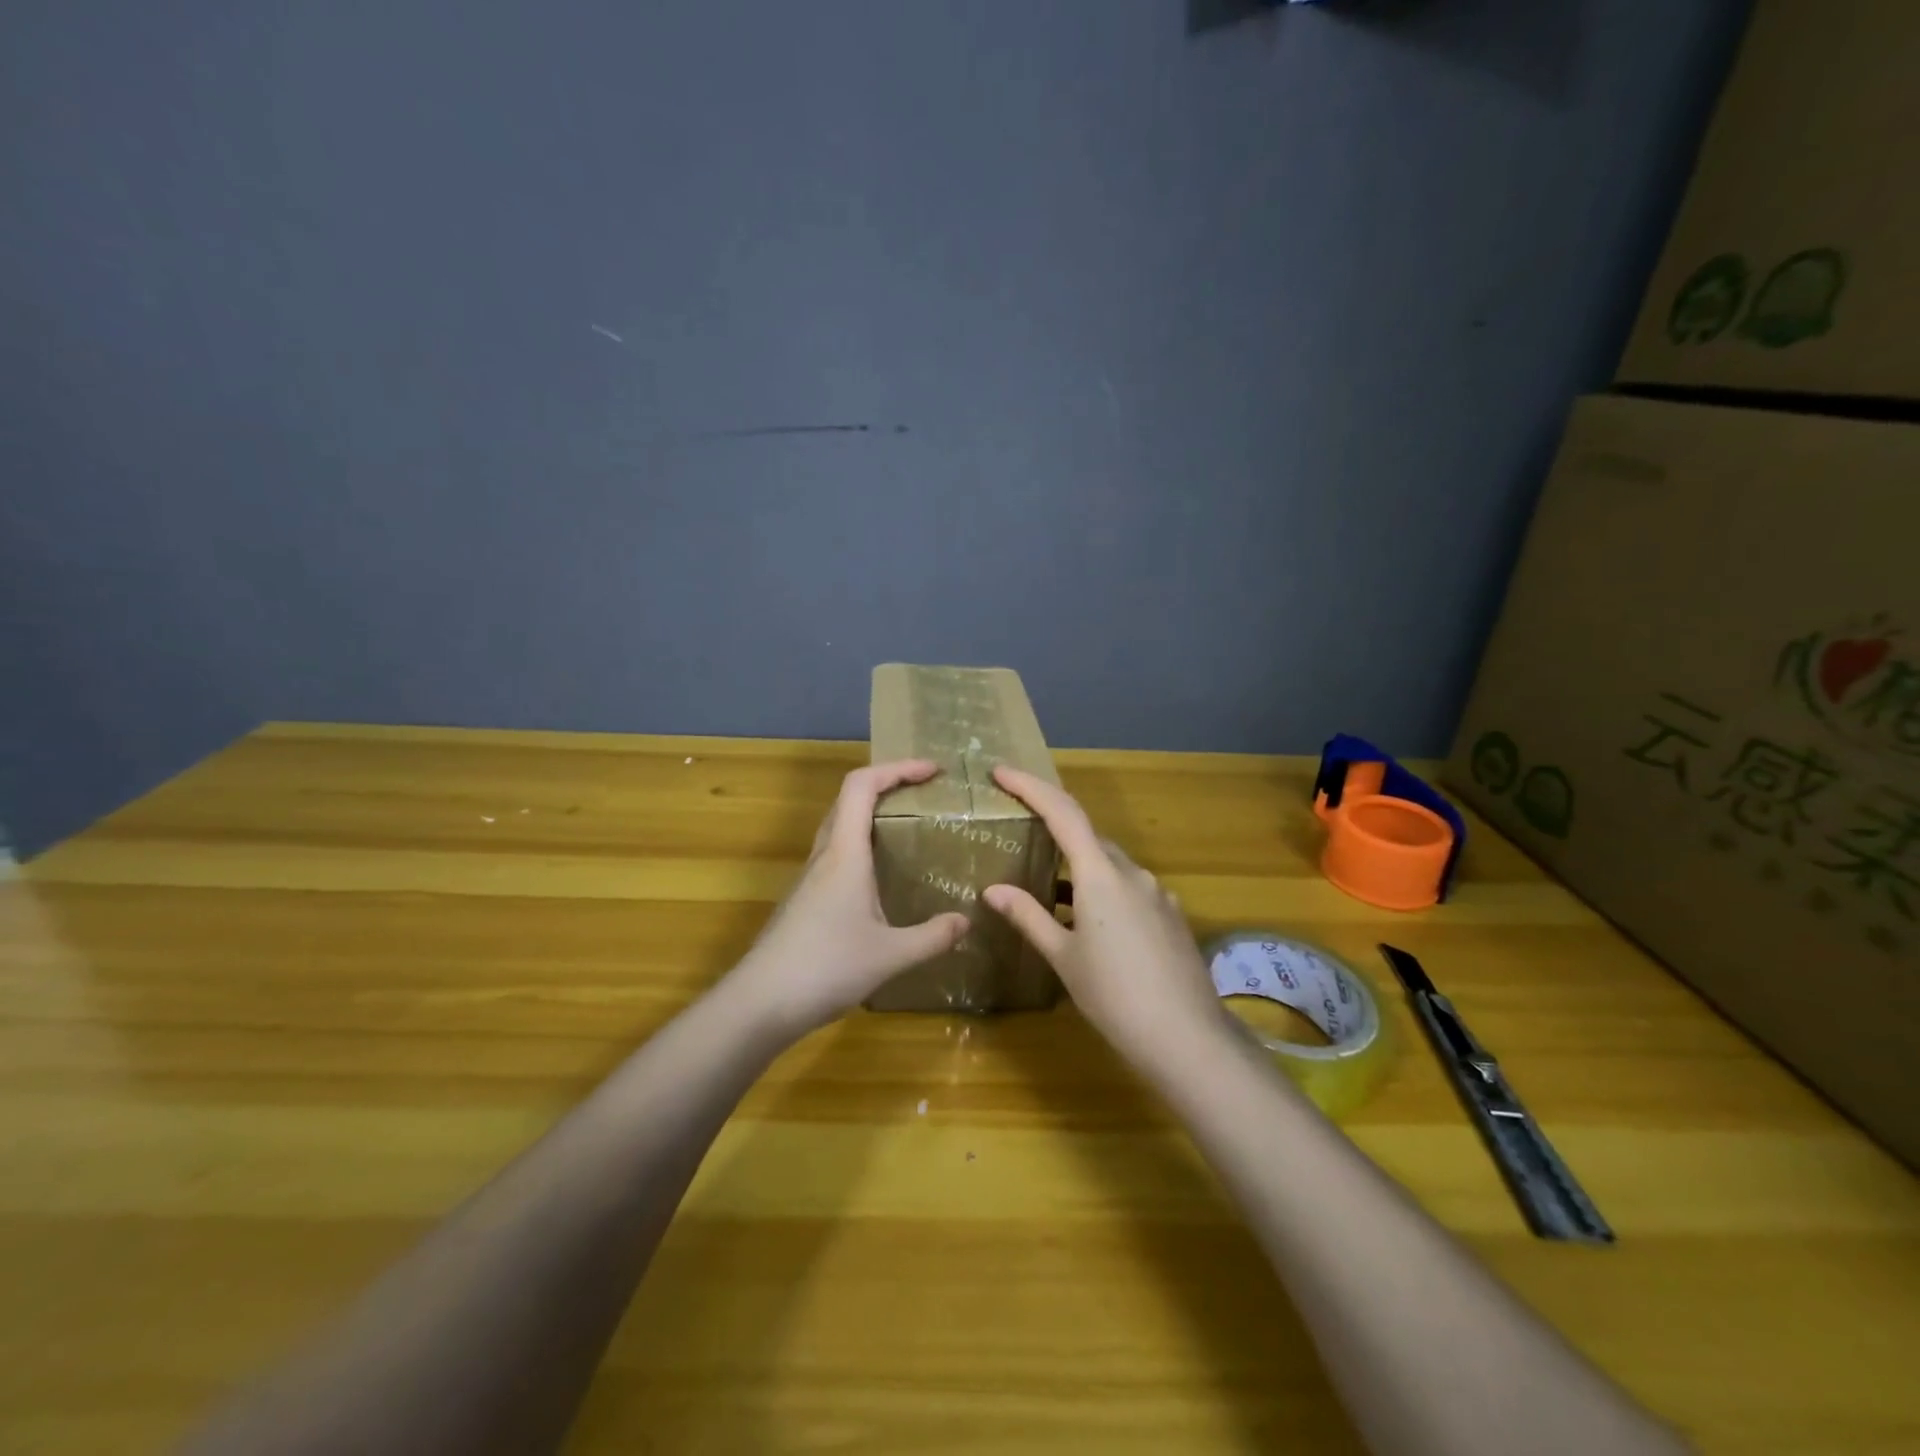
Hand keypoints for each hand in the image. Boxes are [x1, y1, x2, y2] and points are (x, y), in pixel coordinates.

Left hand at [727, 760, 969, 1037]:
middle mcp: (824, 855)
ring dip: (871, 815)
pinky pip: (835, 854)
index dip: (896, 768)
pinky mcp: (804, 899)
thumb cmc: (826, 967)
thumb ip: (932, 937)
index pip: (862, 785)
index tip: (932, 771)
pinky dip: (861, 846)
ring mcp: (809, 877)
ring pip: (839, 826)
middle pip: (848, 798)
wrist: (760, 1002)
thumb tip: (965, 921)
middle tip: (924, 795)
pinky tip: (881, 878)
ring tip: (908, 830)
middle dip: (887, 785)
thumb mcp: (890, 955)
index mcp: (844, 853)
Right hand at [983, 766, 1230, 1071]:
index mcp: (1101, 875)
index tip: (1001, 772)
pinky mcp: (1171, 915)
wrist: (1187, 1038)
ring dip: (1079, 867)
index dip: (1030, 787)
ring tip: (1049, 888)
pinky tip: (1090, 922)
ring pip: (1110, 864)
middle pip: (1088, 836)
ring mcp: (1158, 893)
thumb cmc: (1114, 996)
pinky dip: (1103, 891)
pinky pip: (1130, 888)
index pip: (1062, 812)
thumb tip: (993, 890)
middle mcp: (1133, 873)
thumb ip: (1029, 916)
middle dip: (1054, 828)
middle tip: (1021, 833)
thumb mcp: (1063, 957)